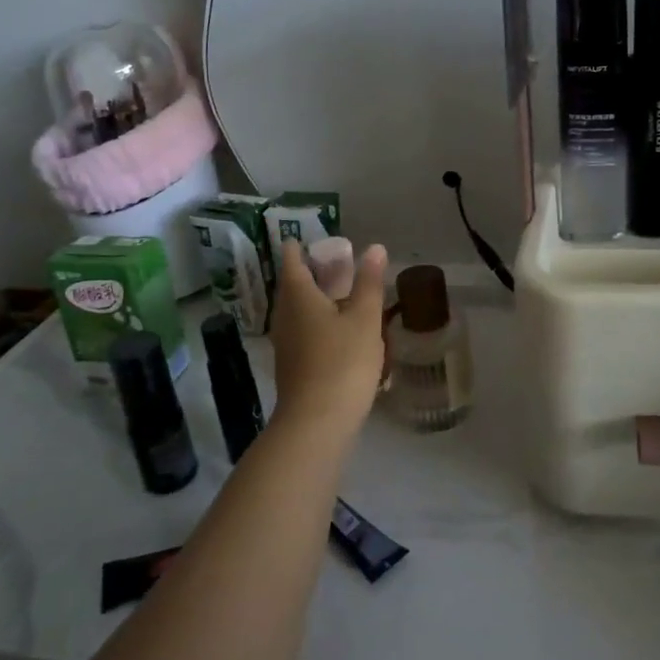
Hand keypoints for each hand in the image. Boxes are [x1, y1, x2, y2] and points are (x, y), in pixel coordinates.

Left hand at [268, 240, 388, 429]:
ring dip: (315, 298)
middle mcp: (285, 316)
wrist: (317, 422)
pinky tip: (337, 329)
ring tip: (339, 292)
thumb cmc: (342, 361)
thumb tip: (373, 248)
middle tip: (330, 261)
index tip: (303, 238)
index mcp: (298, 297)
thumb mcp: (364, 318)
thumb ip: (369, 282)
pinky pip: (303, 331)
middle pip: (293, 286)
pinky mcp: (293, 365)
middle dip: (309, 272)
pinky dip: (317, 321)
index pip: (292, 262)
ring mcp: (286, 343)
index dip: (297, 248)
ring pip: (298, 311)